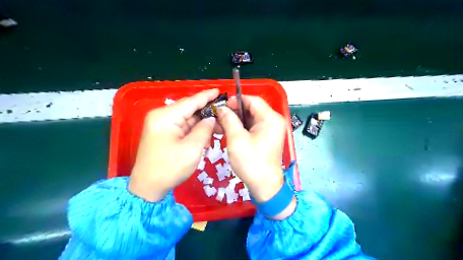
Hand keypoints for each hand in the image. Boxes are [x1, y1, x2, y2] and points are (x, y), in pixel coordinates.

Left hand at [128, 90, 218, 201]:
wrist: (148, 187)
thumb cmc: (169, 168)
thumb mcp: (192, 149)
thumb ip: (204, 130)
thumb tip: (211, 119)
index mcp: (166, 116)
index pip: (191, 101)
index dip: (207, 96)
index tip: (220, 91)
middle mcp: (162, 116)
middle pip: (189, 109)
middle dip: (207, 113)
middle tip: (224, 117)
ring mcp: (162, 125)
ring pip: (188, 119)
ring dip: (202, 124)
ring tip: (218, 129)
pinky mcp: (164, 133)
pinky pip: (183, 127)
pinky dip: (195, 130)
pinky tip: (205, 136)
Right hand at [218, 95, 295, 219]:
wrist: (264, 185)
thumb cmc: (251, 162)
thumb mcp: (236, 139)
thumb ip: (229, 120)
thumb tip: (222, 108)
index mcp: (270, 118)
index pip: (253, 100)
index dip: (236, 100)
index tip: (222, 106)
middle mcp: (274, 121)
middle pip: (253, 108)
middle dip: (236, 111)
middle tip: (220, 117)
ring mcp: (273, 129)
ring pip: (252, 118)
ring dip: (238, 120)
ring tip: (223, 124)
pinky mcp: (269, 137)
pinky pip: (255, 127)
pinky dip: (243, 127)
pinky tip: (231, 131)